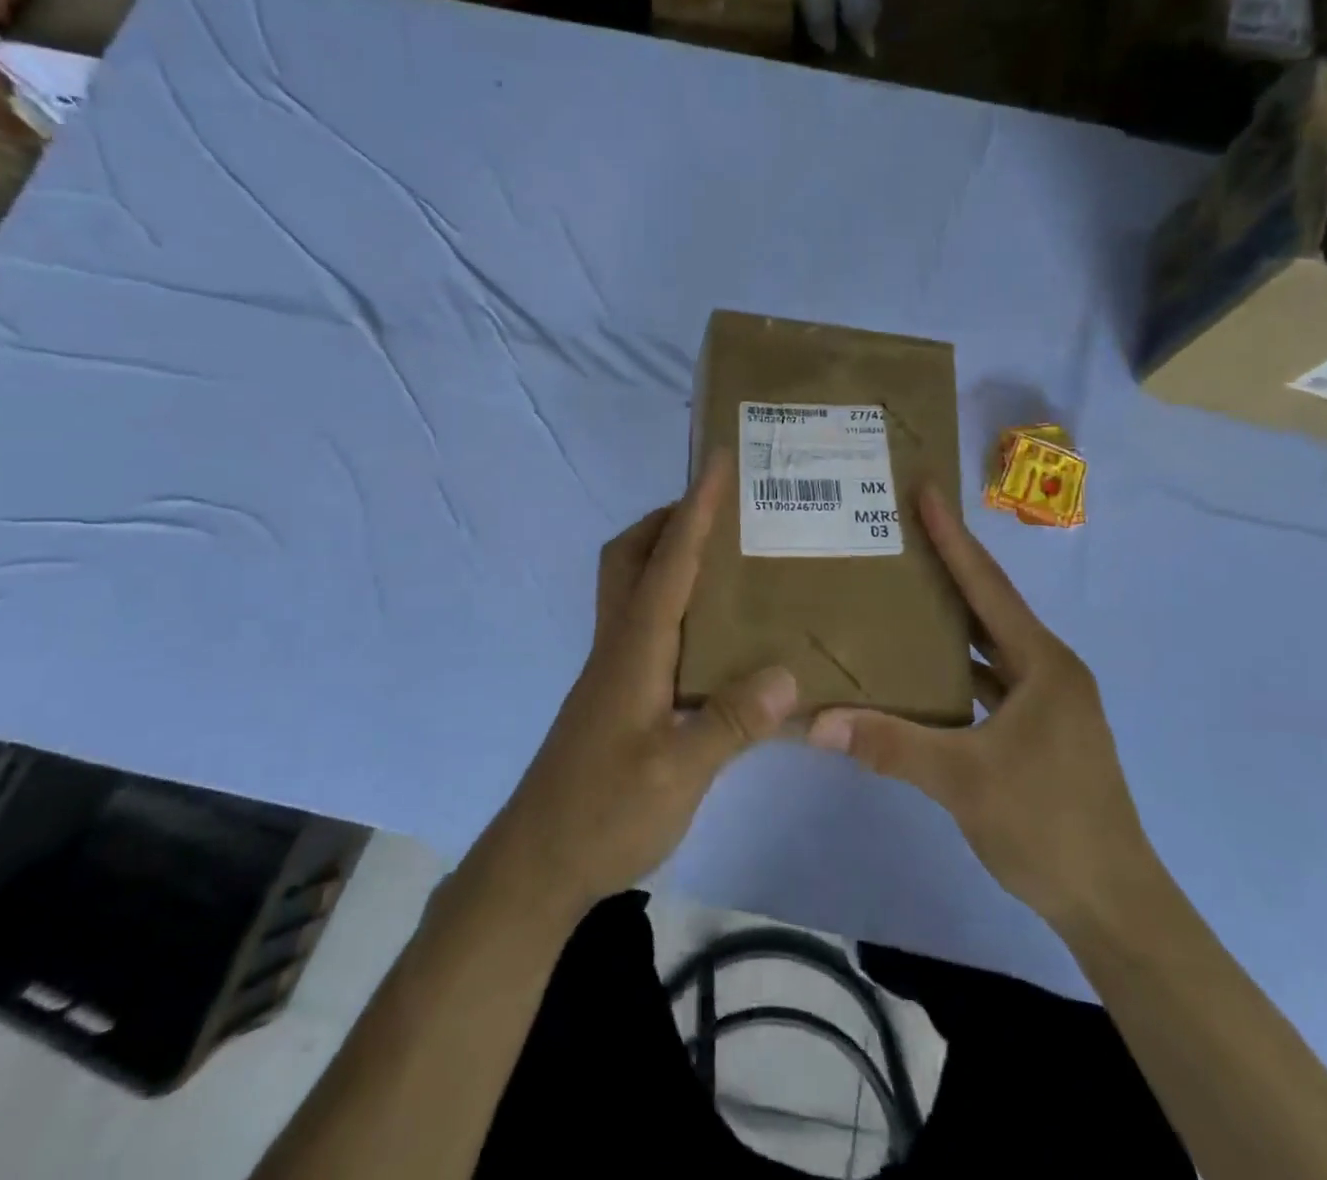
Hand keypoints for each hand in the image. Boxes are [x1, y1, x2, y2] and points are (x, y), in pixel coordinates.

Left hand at [488, 452, 797, 922]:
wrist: (538, 863)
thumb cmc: (603, 813)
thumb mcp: (678, 775)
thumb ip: (732, 723)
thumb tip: (788, 674)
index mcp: (635, 648)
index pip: (669, 562)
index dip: (695, 509)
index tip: (717, 462)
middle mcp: (619, 644)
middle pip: (631, 556)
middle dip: (669, 519)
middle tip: (719, 511)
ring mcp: (613, 668)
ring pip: (633, 586)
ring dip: (668, 555)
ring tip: (724, 559)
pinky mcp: (616, 692)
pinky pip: (644, 620)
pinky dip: (672, 600)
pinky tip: (709, 633)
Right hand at [807, 485, 1150, 931]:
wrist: (1113, 902)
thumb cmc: (1047, 824)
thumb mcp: (963, 780)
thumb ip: (889, 744)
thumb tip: (817, 723)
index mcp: (1042, 663)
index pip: (987, 586)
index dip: (953, 538)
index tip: (926, 492)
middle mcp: (1049, 670)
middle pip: (990, 607)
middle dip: (949, 568)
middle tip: (903, 534)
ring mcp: (1047, 702)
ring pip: (990, 646)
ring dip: (952, 620)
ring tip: (903, 591)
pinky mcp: (1040, 730)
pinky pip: (991, 680)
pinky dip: (958, 667)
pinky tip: (922, 668)